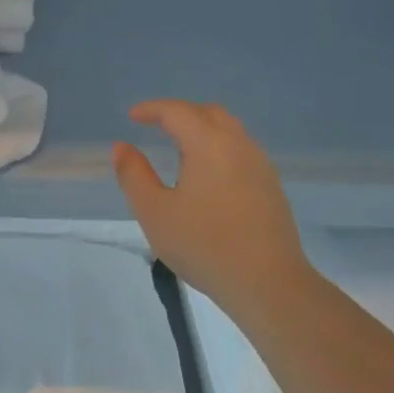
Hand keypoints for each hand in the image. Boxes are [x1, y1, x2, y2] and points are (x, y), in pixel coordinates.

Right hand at [113, 100, 307, 307]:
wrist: (267, 282)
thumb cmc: (203, 245)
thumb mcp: (154, 212)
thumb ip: (133, 175)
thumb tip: (122, 147)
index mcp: (209, 145)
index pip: (178, 112)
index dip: (152, 109)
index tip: (132, 116)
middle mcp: (239, 145)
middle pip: (208, 113)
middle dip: (180, 113)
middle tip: (155, 126)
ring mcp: (260, 166)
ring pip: (229, 131)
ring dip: (201, 130)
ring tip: (178, 148)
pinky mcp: (271, 187)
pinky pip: (240, 151)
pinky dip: (217, 148)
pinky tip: (206, 175)